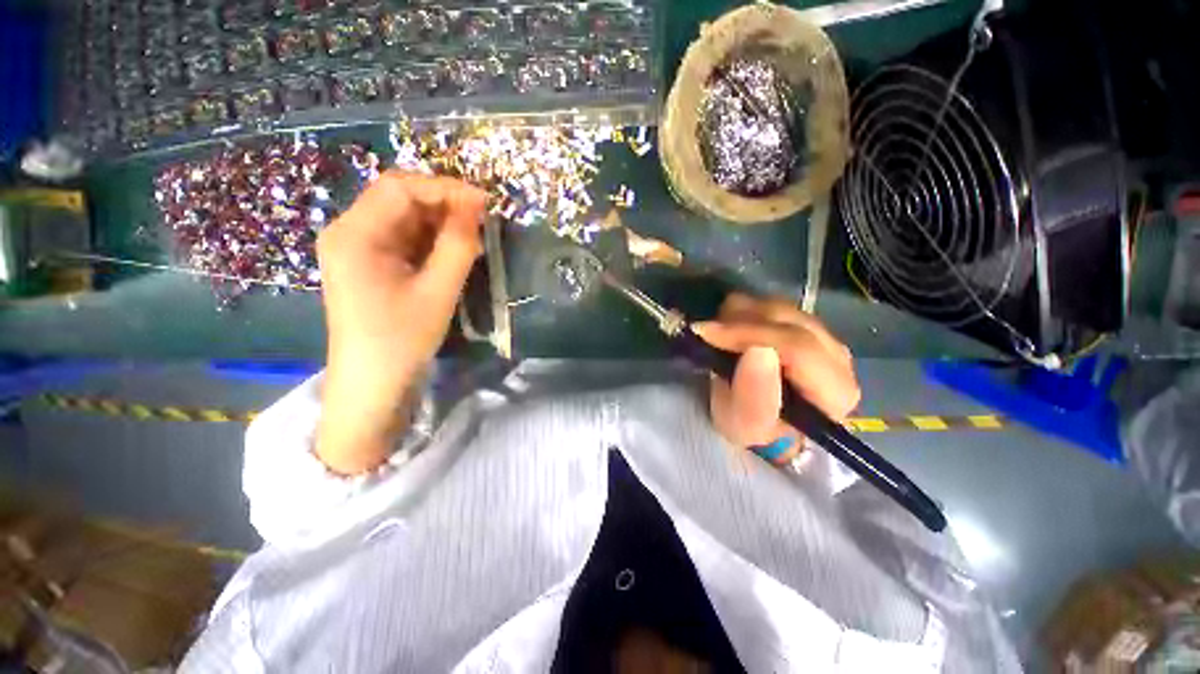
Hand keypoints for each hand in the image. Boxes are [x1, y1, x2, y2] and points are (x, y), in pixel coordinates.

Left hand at [316, 172, 485, 474]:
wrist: (373, 383)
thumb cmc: (402, 339)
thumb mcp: (438, 291)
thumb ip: (458, 246)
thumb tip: (476, 206)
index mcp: (354, 234)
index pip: (400, 187)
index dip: (445, 188)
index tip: (484, 202)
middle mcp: (349, 232)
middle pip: (399, 198)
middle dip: (444, 203)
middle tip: (483, 219)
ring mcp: (357, 248)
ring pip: (404, 218)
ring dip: (440, 222)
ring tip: (474, 235)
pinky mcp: (369, 264)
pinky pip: (403, 238)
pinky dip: (432, 239)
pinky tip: (454, 250)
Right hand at [694, 293, 859, 462]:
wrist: (767, 429)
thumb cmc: (756, 435)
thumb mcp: (746, 427)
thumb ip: (754, 397)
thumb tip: (758, 350)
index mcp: (835, 391)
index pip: (798, 347)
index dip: (750, 334)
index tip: (708, 333)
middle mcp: (838, 357)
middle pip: (789, 319)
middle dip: (741, 322)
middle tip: (707, 333)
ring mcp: (824, 337)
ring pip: (780, 307)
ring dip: (741, 315)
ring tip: (718, 335)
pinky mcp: (807, 327)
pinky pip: (773, 304)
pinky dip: (746, 311)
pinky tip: (732, 329)